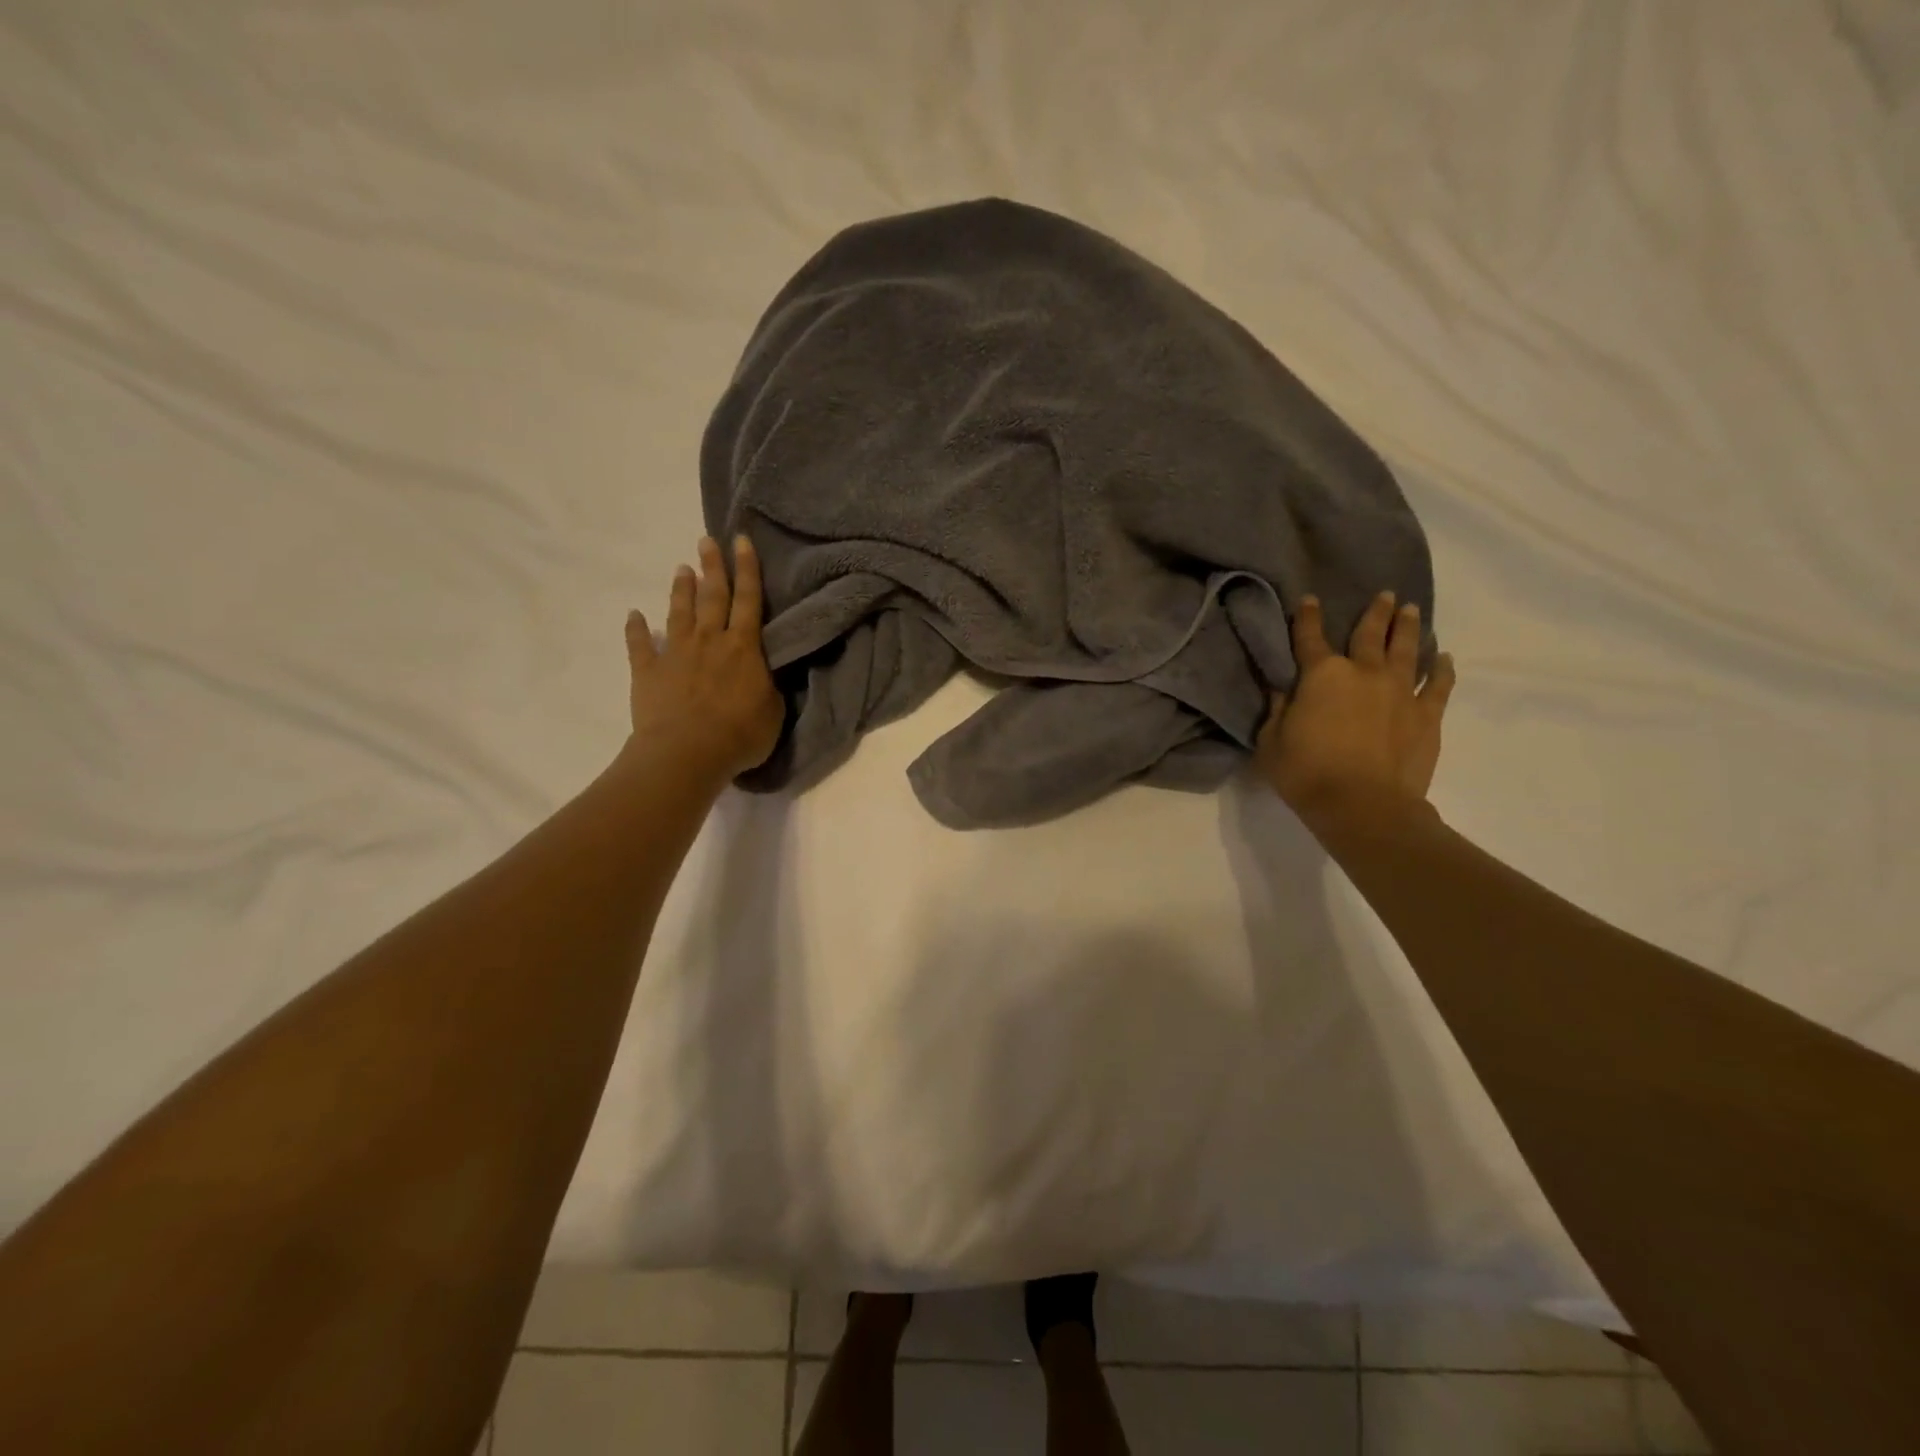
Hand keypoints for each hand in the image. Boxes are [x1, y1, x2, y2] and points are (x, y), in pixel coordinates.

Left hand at [624, 535, 782, 782]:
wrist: (687, 753)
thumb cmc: (740, 735)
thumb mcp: (772, 711)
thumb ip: (768, 685)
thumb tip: (764, 672)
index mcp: (744, 648)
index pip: (749, 601)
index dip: (747, 569)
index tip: (741, 541)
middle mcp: (710, 641)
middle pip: (713, 596)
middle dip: (712, 567)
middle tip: (707, 541)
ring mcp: (676, 654)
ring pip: (680, 613)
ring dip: (682, 590)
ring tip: (681, 569)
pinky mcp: (648, 671)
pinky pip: (640, 645)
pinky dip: (636, 629)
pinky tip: (634, 615)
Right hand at [1254, 591, 1455, 831]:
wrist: (1363, 805)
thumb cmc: (1306, 773)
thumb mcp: (1271, 741)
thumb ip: (1277, 710)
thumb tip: (1282, 688)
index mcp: (1321, 675)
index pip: (1309, 638)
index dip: (1307, 617)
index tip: (1309, 600)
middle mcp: (1363, 673)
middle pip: (1369, 634)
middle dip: (1375, 612)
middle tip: (1385, 595)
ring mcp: (1400, 691)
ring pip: (1406, 649)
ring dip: (1407, 628)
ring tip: (1411, 610)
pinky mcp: (1426, 714)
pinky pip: (1438, 684)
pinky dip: (1442, 669)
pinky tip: (1445, 658)